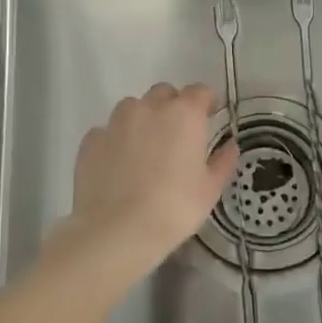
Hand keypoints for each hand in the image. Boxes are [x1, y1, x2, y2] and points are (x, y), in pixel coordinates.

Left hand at [60, 83, 238, 275]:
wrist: (117, 230)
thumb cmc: (175, 208)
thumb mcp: (210, 189)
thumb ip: (223, 161)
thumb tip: (230, 145)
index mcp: (184, 114)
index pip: (200, 91)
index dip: (206, 102)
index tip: (209, 117)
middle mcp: (149, 108)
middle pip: (164, 93)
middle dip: (173, 106)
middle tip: (176, 135)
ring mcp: (116, 121)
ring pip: (133, 107)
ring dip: (142, 119)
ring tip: (144, 150)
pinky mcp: (91, 140)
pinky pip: (108, 131)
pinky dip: (116, 140)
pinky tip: (118, 165)